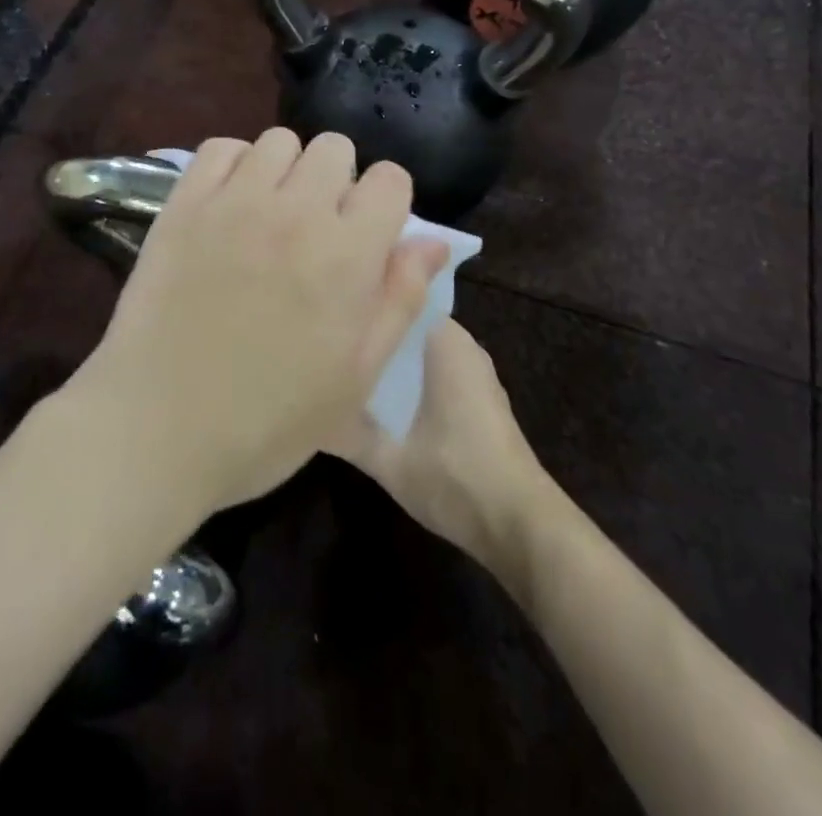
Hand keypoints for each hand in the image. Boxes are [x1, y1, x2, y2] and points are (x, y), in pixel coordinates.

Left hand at [68, 129, 449, 513]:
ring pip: (279, 141)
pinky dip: (234, 164)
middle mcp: (296, 211)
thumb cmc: (269, 419)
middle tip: (317, 227)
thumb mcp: (356, 376)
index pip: (390, 179)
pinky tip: (229, 204)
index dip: (386, 203)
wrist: (159, 426)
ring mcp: (235, 201)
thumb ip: (401, 298)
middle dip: (338, 180)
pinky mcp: (184, 203)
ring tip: (271, 214)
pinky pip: (221, 148)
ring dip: (286, 170)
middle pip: (335, 147)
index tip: (369, 233)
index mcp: (348, 254)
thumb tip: (433, 241)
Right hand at [331, 319, 548, 575]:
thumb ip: (343, 432)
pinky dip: (406, 376)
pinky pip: (432, 368)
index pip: (396, 296)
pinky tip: (376, 395)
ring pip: (417, 348)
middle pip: (404, 323)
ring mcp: (472, 371)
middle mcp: (460, 345)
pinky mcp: (476, 397)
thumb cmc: (454, 476)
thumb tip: (304, 410)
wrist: (518, 524)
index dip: (362, 301)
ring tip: (340, 362)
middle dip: (371, 330)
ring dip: (387, 356)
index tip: (324, 308)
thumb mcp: (387, 458)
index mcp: (444, 340)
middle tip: (323, 337)